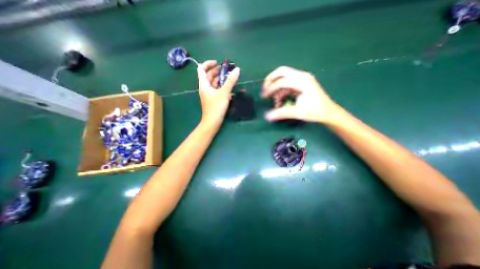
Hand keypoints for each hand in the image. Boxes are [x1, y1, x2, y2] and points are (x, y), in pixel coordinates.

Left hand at [197, 60, 239, 128]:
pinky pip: (217, 90)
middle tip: (227, 70)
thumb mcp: (224, 93)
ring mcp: (209, 94)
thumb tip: (237, 69)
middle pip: (209, 75)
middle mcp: (205, 88)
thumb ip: (230, 81)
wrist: (212, 122)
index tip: (218, 63)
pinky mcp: (213, 99)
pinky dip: (222, 87)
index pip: (201, 69)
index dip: (208, 63)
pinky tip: (230, 88)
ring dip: (221, 79)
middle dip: (217, 71)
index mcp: (204, 84)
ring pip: (213, 83)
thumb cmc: (216, 107)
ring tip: (230, 77)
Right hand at [262, 67, 336, 122]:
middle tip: (265, 90)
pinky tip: (280, 101)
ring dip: (276, 88)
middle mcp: (302, 76)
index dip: (270, 89)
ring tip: (274, 101)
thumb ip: (281, 113)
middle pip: (281, 71)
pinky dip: (282, 92)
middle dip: (271, 80)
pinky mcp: (301, 84)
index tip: (264, 97)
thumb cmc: (315, 111)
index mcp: (302, 81)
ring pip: (284, 78)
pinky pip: (287, 84)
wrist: (329, 113)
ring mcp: (302, 79)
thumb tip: (266, 116)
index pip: (281, 81)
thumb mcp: (297, 112)